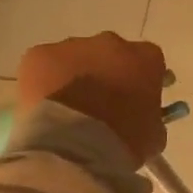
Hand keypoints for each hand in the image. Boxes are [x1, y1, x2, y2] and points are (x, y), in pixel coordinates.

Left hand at [17, 33, 167, 164]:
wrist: (74, 149)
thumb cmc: (123, 142)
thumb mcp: (153, 136)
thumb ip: (152, 118)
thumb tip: (144, 118)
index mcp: (146, 58)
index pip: (148, 62)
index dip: (141, 81)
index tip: (136, 100)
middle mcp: (111, 43)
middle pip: (111, 54)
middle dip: (107, 74)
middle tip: (100, 104)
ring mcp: (72, 46)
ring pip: (75, 57)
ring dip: (74, 76)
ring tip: (67, 109)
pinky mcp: (38, 55)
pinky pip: (44, 65)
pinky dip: (44, 82)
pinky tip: (44, 107)